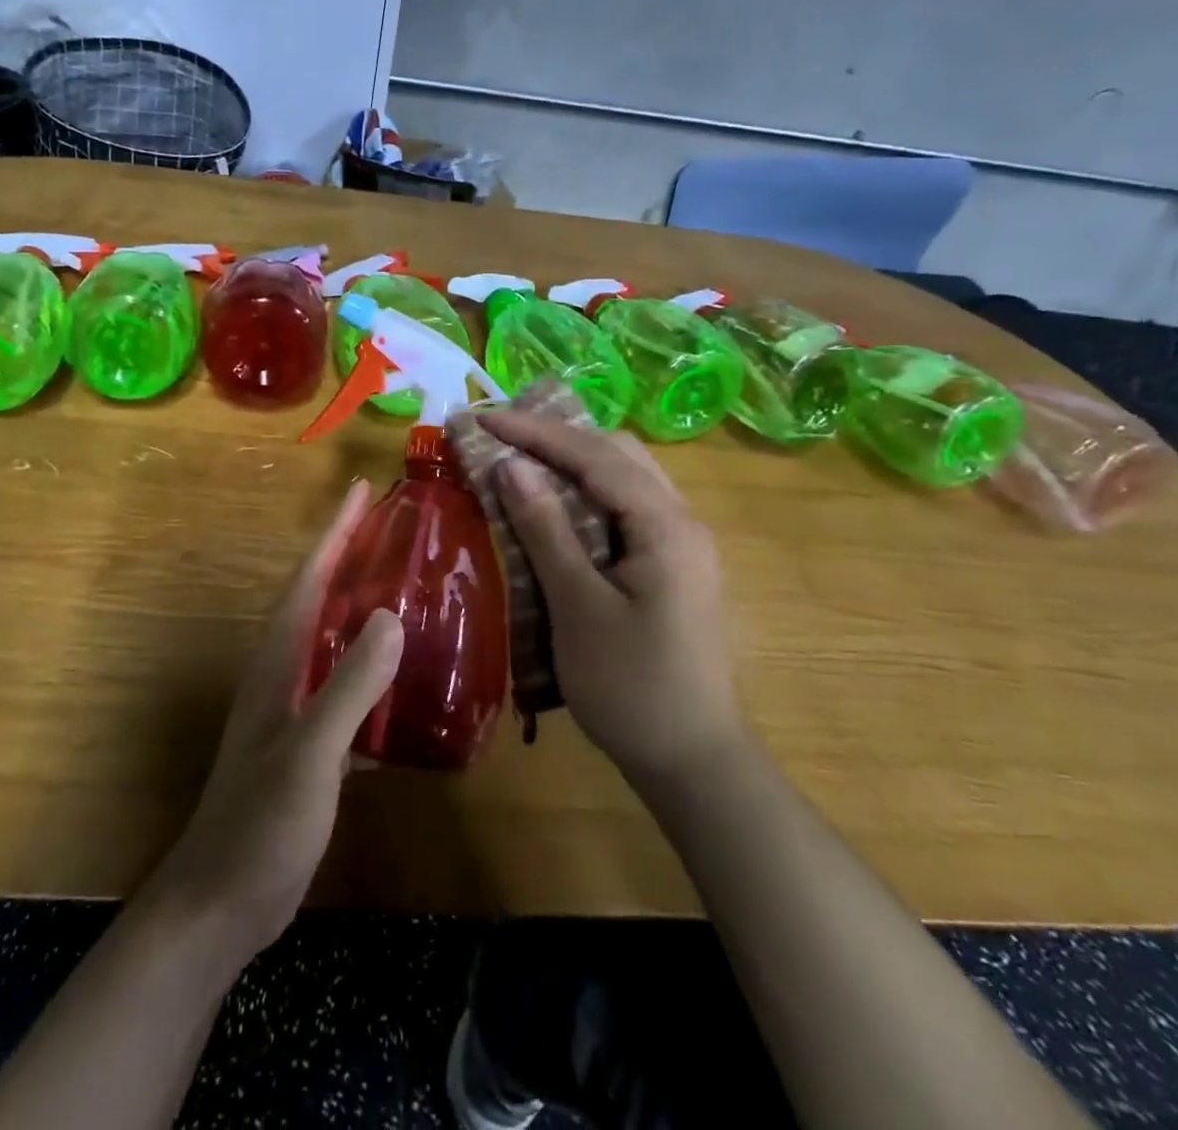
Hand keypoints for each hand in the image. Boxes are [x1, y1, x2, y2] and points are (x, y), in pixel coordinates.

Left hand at [150, 481, 403, 963]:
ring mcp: (294, 711)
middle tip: (398, 532)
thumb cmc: (260, 824)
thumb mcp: (310, 753)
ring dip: (366, 614)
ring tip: (413, 594)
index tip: (359, 490)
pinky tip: (411, 684)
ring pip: (335, 645)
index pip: (309, 579)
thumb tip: (392, 616)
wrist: (221, 904)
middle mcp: (283, 674)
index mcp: (278, 662)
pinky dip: (375, 676)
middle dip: (353, 561)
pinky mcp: (309, 746)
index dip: (334, 533)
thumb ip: (349, 685)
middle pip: (321, 602)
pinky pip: (348, 692)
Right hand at [480, 412, 743, 787]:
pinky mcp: (671, 565)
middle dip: (557, 436)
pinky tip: (555, 503)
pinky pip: (626, 507)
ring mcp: (681, 543)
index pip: (595, 456)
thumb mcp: (578, 607)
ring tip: (521, 456)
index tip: (485, 417)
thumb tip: (511, 466)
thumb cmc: (630, 687)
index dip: (537, 432)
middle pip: (618, 454)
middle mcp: (681, 521)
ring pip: (625, 477)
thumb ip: (546, 530)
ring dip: (573, 461)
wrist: (692, 761)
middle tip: (502, 433)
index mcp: (666, 526)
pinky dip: (587, 492)